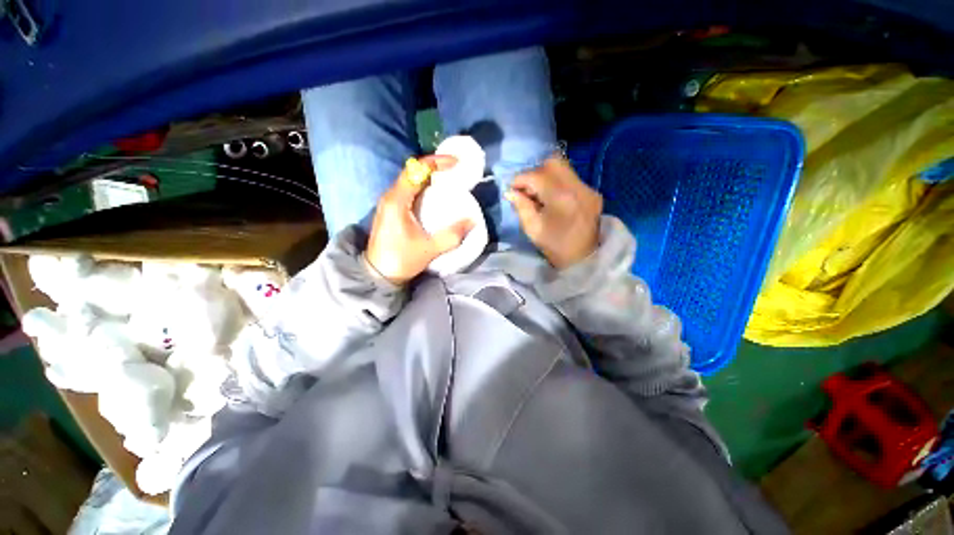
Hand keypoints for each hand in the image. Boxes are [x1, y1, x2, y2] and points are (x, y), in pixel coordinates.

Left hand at [365, 155, 473, 284]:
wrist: (378, 274)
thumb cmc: (401, 260)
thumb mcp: (430, 249)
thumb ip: (453, 235)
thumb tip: (472, 220)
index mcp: (397, 201)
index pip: (415, 170)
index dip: (436, 162)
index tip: (455, 163)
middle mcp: (390, 196)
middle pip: (412, 171)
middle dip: (434, 167)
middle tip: (455, 170)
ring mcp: (388, 203)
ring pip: (409, 180)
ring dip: (429, 176)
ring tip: (448, 180)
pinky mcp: (390, 210)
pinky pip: (408, 190)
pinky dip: (423, 187)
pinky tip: (435, 195)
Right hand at [506, 157, 602, 269]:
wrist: (584, 258)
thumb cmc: (555, 246)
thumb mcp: (532, 229)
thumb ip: (521, 206)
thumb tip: (510, 191)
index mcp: (561, 198)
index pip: (537, 176)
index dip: (520, 179)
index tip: (512, 189)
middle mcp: (577, 187)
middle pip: (553, 162)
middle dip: (534, 172)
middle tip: (527, 189)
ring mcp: (588, 188)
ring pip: (563, 167)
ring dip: (546, 176)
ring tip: (539, 194)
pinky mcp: (592, 192)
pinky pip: (571, 178)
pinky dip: (557, 182)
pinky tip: (553, 198)